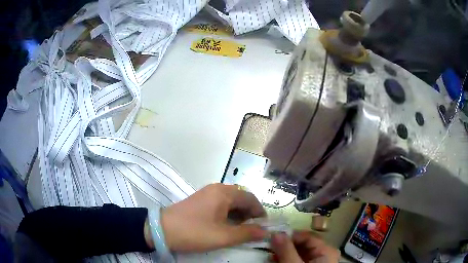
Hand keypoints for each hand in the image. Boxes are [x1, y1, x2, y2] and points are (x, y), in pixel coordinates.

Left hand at [159, 183, 266, 251]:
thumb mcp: (224, 236)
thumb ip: (247, 233)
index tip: (263, 226)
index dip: (260, 212)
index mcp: (224, 193)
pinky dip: (228, 214)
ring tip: (240, 229)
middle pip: (241, 198)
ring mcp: (207, 194)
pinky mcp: (200, 200)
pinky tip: (226, 225)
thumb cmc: (195, 232)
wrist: (162, 230)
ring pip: (231, 201)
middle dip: (250, 213)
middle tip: (252, 229)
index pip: (250, 198)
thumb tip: (266, 231)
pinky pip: (221, 204)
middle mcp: (217, 189)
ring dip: (239, 214)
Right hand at [270, 231, 339, 262]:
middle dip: (285, 245)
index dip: (289, 235)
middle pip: (302, 244)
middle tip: (268, 246)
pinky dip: (287, 258)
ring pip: (299, 252)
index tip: (272, 237)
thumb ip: (287, 250)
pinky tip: (277, 260)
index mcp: (327, 250)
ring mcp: (318, 260)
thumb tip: (275, 232)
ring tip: (270, 255)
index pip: (307, 236)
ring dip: (284, 252)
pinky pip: (299, 258)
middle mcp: (324, 253)